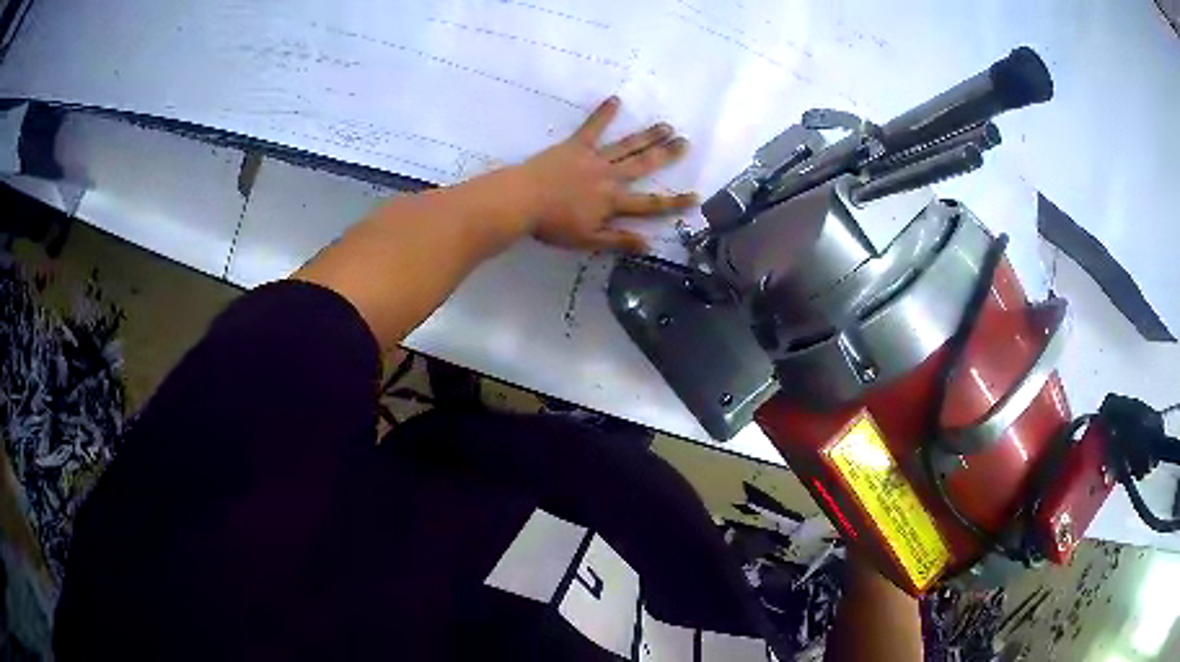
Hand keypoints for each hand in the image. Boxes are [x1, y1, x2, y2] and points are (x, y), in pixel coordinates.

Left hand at [516, 96, 696, 252]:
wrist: (523, 200)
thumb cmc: (553, 224)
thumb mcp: (588, 240)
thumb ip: (618, 240)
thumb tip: (649, 244)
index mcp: (613, 201)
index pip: (650, 204)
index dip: (674, 202)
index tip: (696, 197)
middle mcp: (610, 176)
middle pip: (644, 165)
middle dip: (667, 155)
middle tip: (685, 142)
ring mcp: (594, 158)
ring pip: (627, 145)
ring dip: (647, 135)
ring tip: (665, 125)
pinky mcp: (575, 145)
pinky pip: (592, 127)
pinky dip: (603, 114)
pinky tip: (616, 100)